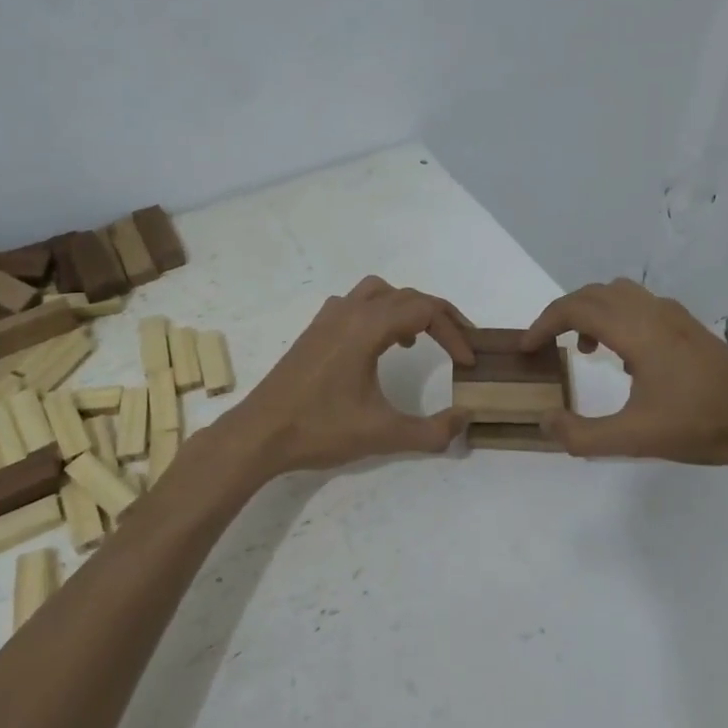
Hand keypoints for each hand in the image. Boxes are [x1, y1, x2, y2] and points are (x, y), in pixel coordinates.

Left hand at [226, 276, 475, 476]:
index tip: (468, 362)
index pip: (426, 311)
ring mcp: (327, 318)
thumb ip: (431, 430)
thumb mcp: (383, 434)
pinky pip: (355, 304)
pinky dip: (377, 313)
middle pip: (406, 296)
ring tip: (417, 341)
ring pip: (378, 292)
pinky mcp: (314, 331)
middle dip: (438, 317)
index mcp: (367, 327)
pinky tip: (377, 347)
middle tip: (458, 345)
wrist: (259, 434)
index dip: (455, 332)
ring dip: (405, 308)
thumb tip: (465, 419)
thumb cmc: (320, 429)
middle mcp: (349, 312)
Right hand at [521, 279, 727, 463]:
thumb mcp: (635, 438)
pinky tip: (625, 359)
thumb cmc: (700, 424)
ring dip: (591, 312)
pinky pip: (640, 305)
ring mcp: (674, 316)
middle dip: (563, 314)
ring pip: (618, 294)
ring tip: (584, 350)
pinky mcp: (689, 327)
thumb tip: (544, 421)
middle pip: (593, 294)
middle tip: (546, 345)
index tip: (527, 349)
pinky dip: (617, 318)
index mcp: (636, 331)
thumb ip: (583, 435)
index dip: (544, 324)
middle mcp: (652, 312)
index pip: (576, 309)